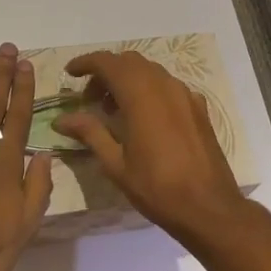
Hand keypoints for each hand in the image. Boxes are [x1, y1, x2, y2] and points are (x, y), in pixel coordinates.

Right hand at [52, 49, 259, 247]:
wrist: (209, 208)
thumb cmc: (157, 188)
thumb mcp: (116, 164)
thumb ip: (90, 133)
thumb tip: (61, 119)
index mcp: (141, 96)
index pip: (108, 62)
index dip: (86, 62)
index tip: (70, 73)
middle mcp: (164, 86)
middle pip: (129, 61)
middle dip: (106, 71)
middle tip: (90, 98)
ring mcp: (185, 95)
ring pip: (150, 71)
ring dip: (128, 79)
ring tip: (113, 110)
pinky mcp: (198, 108)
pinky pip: (168, 85)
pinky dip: (149, 89)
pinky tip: (144, 118)